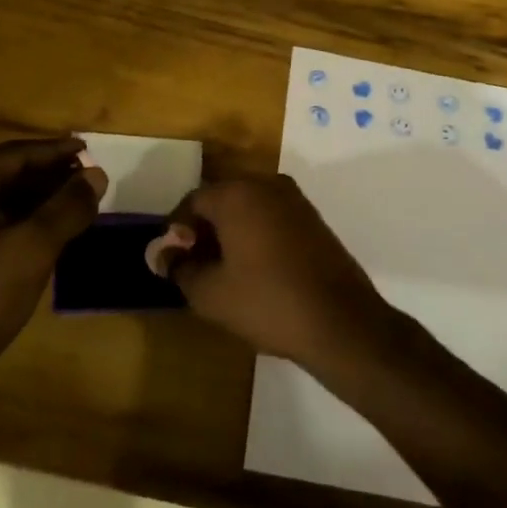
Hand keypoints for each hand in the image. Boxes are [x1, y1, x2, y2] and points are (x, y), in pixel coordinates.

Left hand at [0, 137, 106, 365]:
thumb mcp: (35, 247)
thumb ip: (68, 206)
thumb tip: (97, 175)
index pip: (16, 153)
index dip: (56, 151)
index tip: (91, 151)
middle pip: (6, 172)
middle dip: (49, 176)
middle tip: (89, 181)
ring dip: (38, 199)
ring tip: (77, 205)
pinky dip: (21, 219)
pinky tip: (50, 232)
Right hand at [152, 175, 394, 367]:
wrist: (341, 322)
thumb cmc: (267, 303)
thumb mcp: (210, 294)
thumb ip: (180, 268)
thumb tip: (165, 255)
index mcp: (237, 194)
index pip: (192, 202)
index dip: (176, 232)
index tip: (173, 262)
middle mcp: (266, 185)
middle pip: (221, 199)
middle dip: (203, 230)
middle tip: (195, 266)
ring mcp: (294, 199)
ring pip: (248, 208)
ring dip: (230, 232)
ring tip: (223, 271)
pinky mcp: (313, 218)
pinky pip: (271, 217)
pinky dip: (256, 234)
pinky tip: (255, 269)